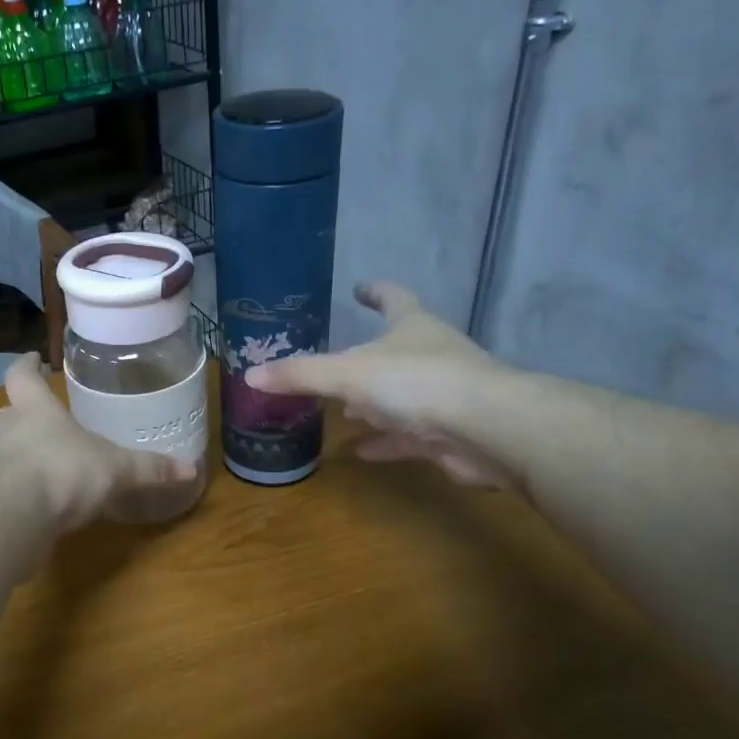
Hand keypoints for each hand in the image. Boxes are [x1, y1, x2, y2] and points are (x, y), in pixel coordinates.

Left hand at [0, 354, 195, 528]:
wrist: (20, 515)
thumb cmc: (66, 470)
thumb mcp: (117, 468)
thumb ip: (149, 468)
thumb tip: (191, 468)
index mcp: (37, 410)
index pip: (21, 376)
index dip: (27, 366)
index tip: (33, 358)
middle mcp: (13, 432)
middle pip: (10, 413)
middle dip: (24, 413)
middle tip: (44, 416)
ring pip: (8, 450)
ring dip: (24, 452)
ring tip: (50, 461)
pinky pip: (11, 486)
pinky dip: (26, 488)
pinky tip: (47, 499)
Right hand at [245, 282, 520, 489]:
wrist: (486, 430)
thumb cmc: (417, 383)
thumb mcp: (347, 374)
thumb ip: (301, 375)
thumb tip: (251, 374)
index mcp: (411, 327)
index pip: (393, 297)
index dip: (375, 291)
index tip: (359, 287)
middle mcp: (430, 354)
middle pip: (396, 349)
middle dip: (367, 356)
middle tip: (337, 363)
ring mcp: (443, 394)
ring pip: (401, 395)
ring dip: (374, 402)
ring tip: (344, 411)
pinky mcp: (447, 433)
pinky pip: (408, 435)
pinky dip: (385, 441)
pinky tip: (361, 451)